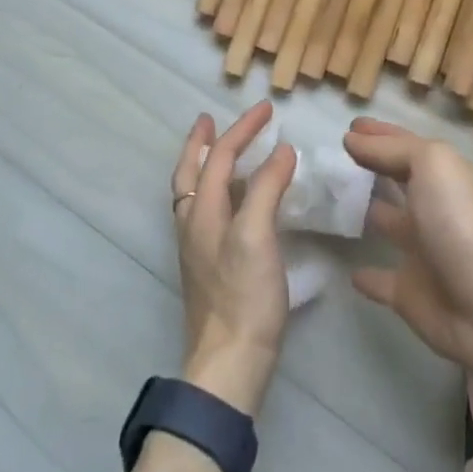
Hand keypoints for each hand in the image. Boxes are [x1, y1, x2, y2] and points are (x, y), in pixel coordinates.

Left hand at [170, 101, 297, 414]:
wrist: (229, 363)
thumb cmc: (244, 295)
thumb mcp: (257, 235)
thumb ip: (267, 188)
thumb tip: (282, 150)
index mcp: (202, 211)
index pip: (221, 156)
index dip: (244, 129)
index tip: (269, 109)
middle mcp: (193, 224)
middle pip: (191, 171)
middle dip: (201, 142)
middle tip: (210, 119)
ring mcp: (198, 247)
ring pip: (195, 191)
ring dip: (206, 163)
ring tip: (222, 150)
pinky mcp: (209, 266)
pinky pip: (207, 210)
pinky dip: (218, 189)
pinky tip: (237, 200)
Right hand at [344, 117, 472, 382]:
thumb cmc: (460, 221)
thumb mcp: (432, 164)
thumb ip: (392, 149)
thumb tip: (353, 140)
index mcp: (446, 176)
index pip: (406, 146)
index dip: (379, 135)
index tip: (349, 127)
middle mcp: (435, 208)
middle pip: (398, 181)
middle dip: (371, 168)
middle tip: (333, 160)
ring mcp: (423, 251)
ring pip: (387, 224)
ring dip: (364, 213)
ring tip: (330, 200)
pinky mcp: (410, 292)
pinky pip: (381, 279)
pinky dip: (365, 275)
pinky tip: (347, 269)